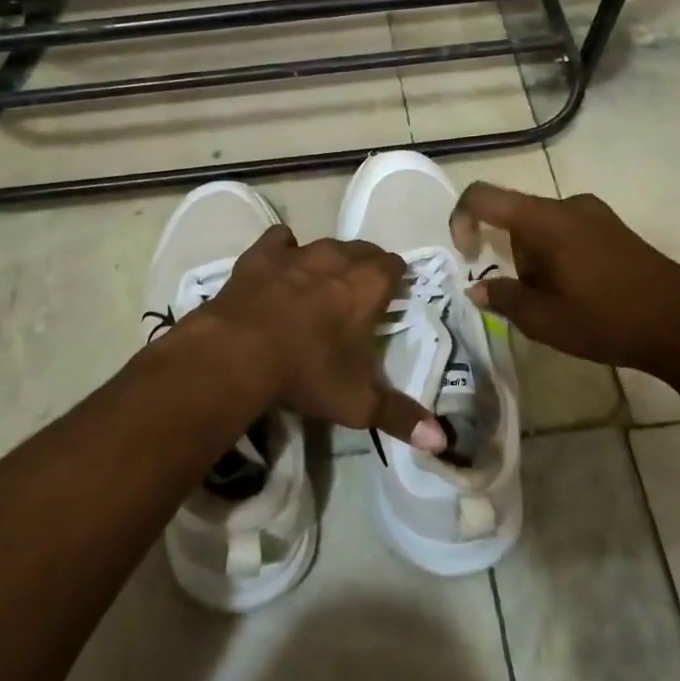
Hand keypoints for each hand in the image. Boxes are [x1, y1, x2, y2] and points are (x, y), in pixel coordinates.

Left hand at [199, 226, 445, 451]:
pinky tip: (281, 268)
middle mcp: (338, 258)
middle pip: (363, 250)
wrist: (239, 351)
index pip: (395, 266)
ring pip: (325, 244)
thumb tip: (441, 440)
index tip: (391, 297)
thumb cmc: (307, 373)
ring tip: (322, 284)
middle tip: (358, 295)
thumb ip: (400, 416)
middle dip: (365, 267)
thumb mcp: (358, 403)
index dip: (395, 279)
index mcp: (369, 285)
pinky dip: (284, 250)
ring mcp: (298, 252)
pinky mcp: (262, 253)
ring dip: (328, 260)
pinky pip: (280, 240)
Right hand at [450, 183, 679, 374]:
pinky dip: (561, 258)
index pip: (483, 196)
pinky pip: (569, 233)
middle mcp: (568, 205)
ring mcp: (596, 215)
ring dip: (538, 261)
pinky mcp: (616, 229)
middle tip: (532, 300)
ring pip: (543, 229)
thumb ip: (503, 297)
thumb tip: (476, 287)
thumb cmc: (607, 319)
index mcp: (544, 219)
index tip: (468, 256)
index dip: (461, 219)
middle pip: (516, 218)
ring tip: (562, 305)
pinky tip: (584, 295)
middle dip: (512, 257)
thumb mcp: (544, 320)